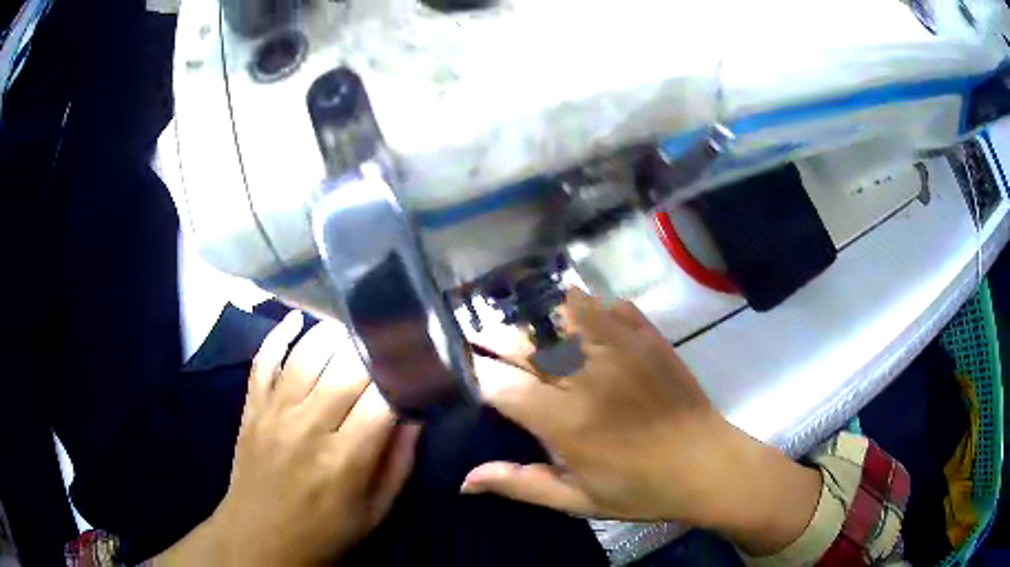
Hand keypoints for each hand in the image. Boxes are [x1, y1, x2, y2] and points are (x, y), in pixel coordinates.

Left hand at [157, 312, 419, 565]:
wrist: (260, 539)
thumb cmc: (325, 533)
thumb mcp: (376, 511)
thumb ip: (399, 462)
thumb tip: (416, 414)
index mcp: (345, 460)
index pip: (382, 399)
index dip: (403, 376)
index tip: (417, 364)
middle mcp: (308, 428)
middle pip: (346, 369)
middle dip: (374, 350)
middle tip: (391, 339)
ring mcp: (274, 413)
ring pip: (306, 355)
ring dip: (333, 334)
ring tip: (354, 326)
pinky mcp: (252, 408)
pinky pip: (263, 361)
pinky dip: (278, 335)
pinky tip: (296, 319)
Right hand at [465, 288, 820, 555]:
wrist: (706, 465)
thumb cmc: (640, 490)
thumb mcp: (577, 500)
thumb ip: (520, 484)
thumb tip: (464, 481)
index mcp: (565, 421)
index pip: (501, 384)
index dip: (483, 378)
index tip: (482, 381)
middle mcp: (587, 375)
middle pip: (526, 341)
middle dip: (501, 341)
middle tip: (494, 346)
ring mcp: (622, 348)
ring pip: (566, 308)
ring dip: (544, 316)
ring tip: (538, 331)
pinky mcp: (648, 337)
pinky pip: (611, 305)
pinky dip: (592, 309)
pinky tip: (587, 324)